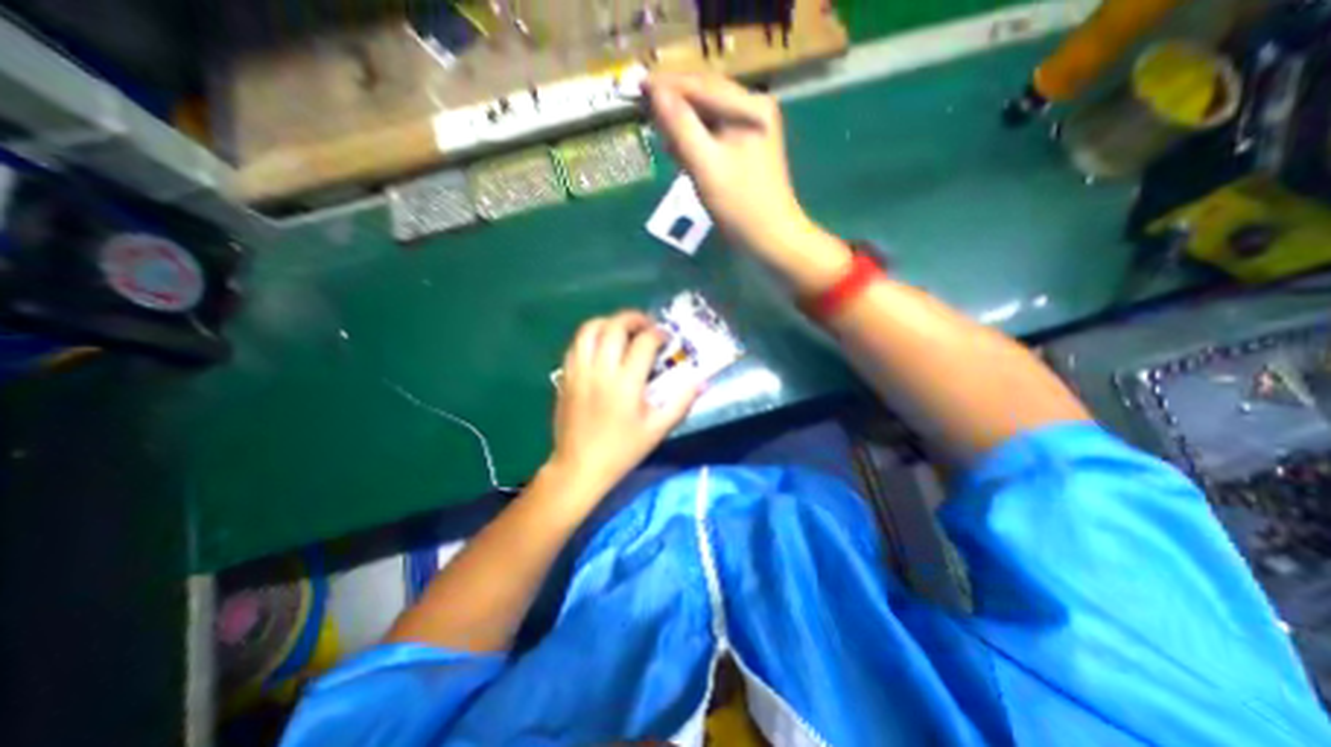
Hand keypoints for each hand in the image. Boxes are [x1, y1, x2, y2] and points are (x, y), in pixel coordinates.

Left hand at [545, 309, 700, 502]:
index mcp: (626, 383)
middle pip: (614, 326)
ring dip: (609, 322)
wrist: (579, 467)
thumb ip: (681, 403)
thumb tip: (701, 381)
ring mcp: (579, 371)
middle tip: (647, 325)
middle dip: (634, 318)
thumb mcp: (657, 430)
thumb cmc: (622, 451)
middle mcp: (600, 370)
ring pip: (589, 329)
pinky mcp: (565, 376)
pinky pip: (576, 344)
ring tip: (622, 330)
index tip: (666, 338)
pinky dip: (591, 336)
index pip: (643, 342)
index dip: (658, 334)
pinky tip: (602, 346)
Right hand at [644, 72, 811, 254]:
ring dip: (684, 127)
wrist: (770, 239)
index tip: (636, 87)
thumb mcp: (705, 164)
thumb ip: (680, 126)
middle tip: (647, 115)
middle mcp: (754, 110)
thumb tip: (655, 92)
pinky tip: (683, 154)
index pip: (700, 84)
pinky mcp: (748, 150)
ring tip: (664, 140)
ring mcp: (753, 130)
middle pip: (705, 97)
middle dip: (676, 107)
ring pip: (708, 118)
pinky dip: (697, 142)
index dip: (666, 85)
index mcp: (750, 106)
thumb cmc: (739, 204)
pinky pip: (715, 136)